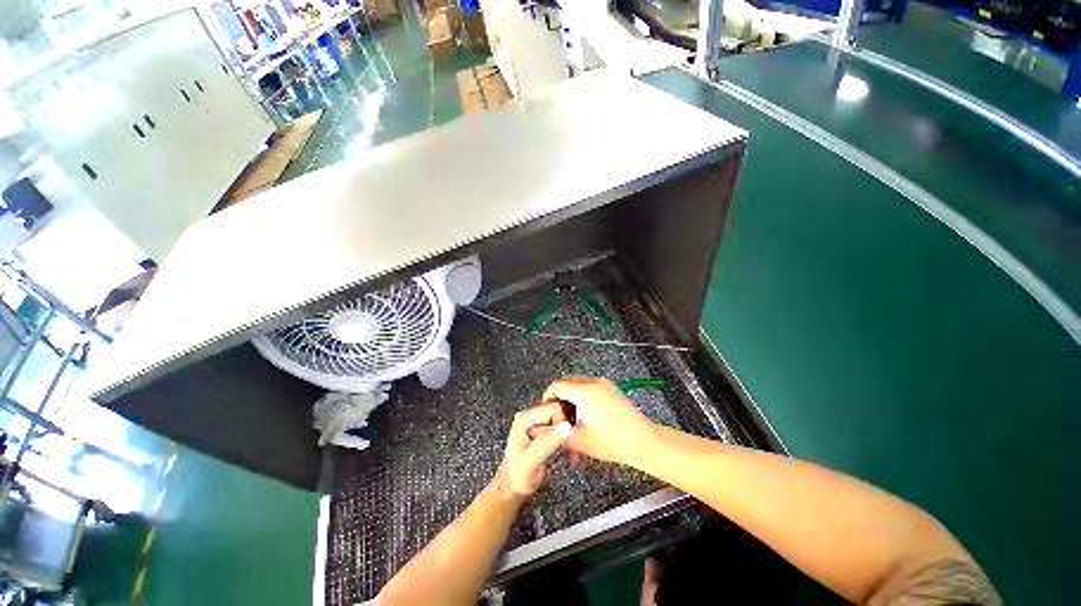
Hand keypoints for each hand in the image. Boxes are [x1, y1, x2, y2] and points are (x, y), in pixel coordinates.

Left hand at [493, 401, 571, 498]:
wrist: (511, 488)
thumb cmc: (517, 478)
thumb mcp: (531, 462)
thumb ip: (547, 443)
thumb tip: (566, 426)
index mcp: (526, 418)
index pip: (555, 408)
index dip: (564, 424)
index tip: (565, 442)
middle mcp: (531, 415)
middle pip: (560, 411)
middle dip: (568, 429)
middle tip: (570, 449)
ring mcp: (536, 421)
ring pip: (562, 418)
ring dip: (569, 435)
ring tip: (569, 452)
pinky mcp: (542, 429)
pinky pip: (560, 426)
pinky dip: (567, 438)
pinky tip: (567, 451)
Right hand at [542, 377, 657, 466]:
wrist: (645, 443)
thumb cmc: (612, 442)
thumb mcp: (579, 440)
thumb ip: (553, 434)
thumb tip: (535, 430)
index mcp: (585, 390)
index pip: (556, 385)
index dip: (547, 400)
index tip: (548, 417)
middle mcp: (594, 382)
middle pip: (566, 385)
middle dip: (560, 403)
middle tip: (559, 423)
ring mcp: (604, 384)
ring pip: (578, 389)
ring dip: (572, 405)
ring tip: (574, 427)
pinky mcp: (611, 390)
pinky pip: (589, 391)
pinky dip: (583, 404)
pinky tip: (586, 423)